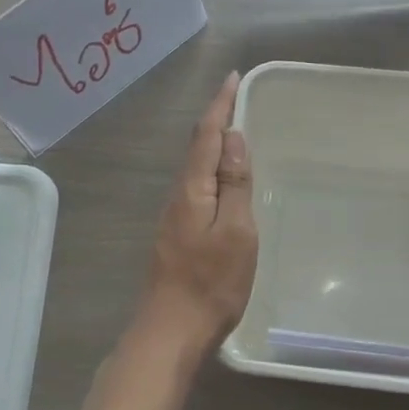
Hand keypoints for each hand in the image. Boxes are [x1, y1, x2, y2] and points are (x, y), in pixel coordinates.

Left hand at [134, 73, 257, 352]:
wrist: (171, 331)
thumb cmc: (211, 283)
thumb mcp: (235, 232)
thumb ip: (234, 184)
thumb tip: (234, 138)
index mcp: (192, 190)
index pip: (206, 135)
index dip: (220, 105)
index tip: (233, 78)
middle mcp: (178, 196)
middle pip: (197, 148)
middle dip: (216, 120)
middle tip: (237, 100)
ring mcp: (175, 218)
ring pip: (196, 170)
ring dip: (213, 146)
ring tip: (235, 133)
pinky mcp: (178, 236)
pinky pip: (197, 189)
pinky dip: (212, 172)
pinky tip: (224, 182)